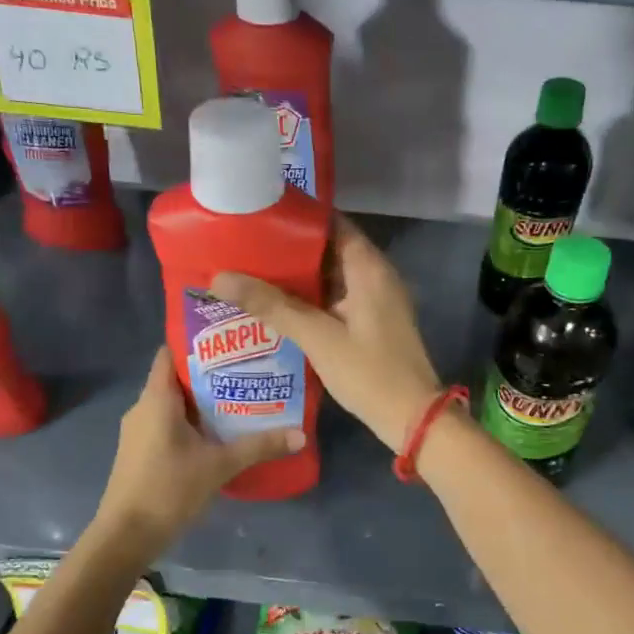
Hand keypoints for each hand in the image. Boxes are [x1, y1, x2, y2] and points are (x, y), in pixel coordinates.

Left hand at [93, 347, 301, 553]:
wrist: (126, 536)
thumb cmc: (168, 489)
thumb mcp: (219, 465)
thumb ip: (259, 446)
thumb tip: (301, 434)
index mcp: (157, 399)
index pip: (169, 353)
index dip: (196, 343)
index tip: (229, 340)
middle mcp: (143, 408)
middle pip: (175, 378)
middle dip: (210, 373)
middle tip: (247, 370)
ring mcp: (139, 431)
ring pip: (173, 404)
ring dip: (202, 401)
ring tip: (240, 398)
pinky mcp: (141, 452)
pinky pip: (167, 423)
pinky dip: (191, 422)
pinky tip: (218, 432)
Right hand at [212, 215, 441, 453]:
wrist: (413, 418)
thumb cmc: (369, 373)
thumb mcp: (318, 338)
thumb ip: (272, 306)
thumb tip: (220, 278)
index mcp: (369, 268)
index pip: (331, 223)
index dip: (297, 217)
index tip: (259, 215)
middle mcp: (376, 276)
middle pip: (328, 249)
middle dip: (289, 249)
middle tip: (244, 246)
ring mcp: (376, 300)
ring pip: (331, 277)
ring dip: (297, 277)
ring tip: (251, 272)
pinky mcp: (372, 323)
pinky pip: (337, 300)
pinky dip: (310, 300)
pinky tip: (277, 308)